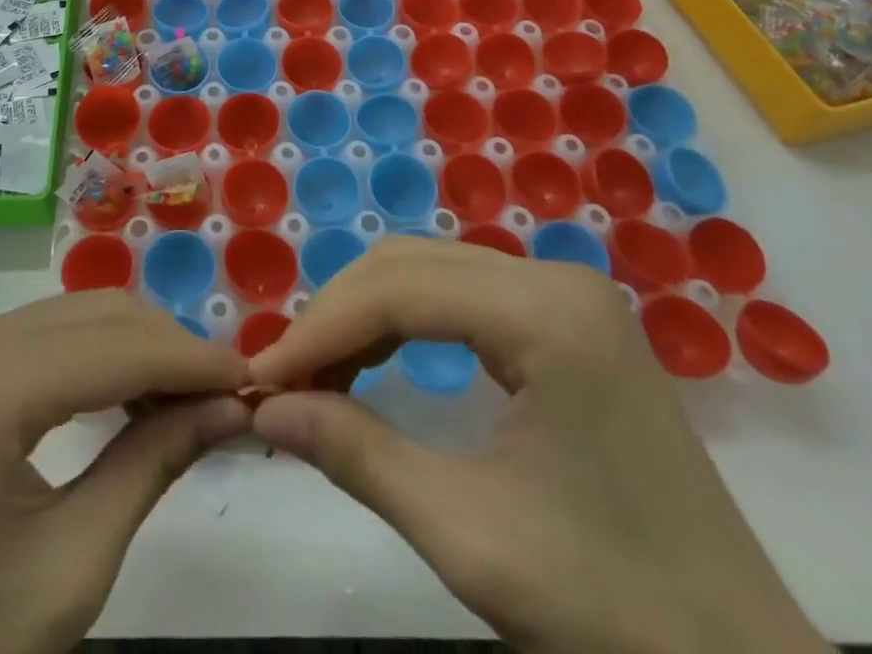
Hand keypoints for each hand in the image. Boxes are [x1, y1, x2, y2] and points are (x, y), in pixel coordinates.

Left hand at [0, 291, 250, 653]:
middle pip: (93, 316)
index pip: (116, 348)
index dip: (193, 359)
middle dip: (167, 347)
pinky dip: (87, 357)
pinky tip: (121, 393)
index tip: (253, 377)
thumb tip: (234, 404)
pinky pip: (33, 337)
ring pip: (68, 317)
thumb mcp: (71, 569)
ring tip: (184, 396)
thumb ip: (155, 462)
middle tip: (224, 392)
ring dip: (131, 348)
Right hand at [249, 238, 829, 653]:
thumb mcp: (468, 534)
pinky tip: (377, 362)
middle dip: (338, 316)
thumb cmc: (611, 608)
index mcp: (547, 312)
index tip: (260, 377)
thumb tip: (264, 410)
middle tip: (285, 378)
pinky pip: (465, 298)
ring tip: (319, 375)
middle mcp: (557, 278)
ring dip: (367, 316)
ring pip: (433, 272)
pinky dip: (408, 324)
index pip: (400, 290)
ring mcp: (568, 296)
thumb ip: (357, 455)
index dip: (320, 329)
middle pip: (412, 265)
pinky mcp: (570, 323)